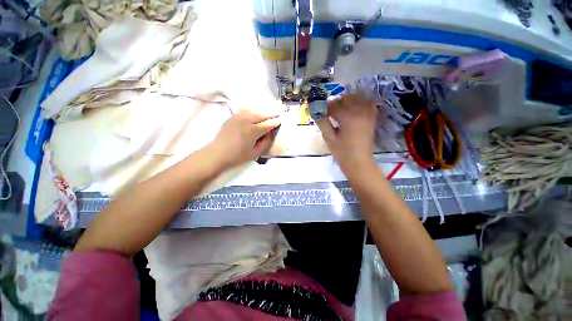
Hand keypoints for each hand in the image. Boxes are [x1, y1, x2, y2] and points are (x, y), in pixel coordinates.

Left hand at [208, 108, 280, 168]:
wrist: (218, 153)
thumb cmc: (238, 156)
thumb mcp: (255, 153)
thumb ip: (266, 142)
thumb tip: (271, 133)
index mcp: (253, 131)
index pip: (268, 123)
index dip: (276, 121)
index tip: (281, 119)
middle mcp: (247, 120)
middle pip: (262, 114)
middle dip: (271, 114)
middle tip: (278, 113)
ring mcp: (239, 117)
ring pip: (254, 110)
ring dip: (263, 111)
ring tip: (268, 113)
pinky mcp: (233, 116)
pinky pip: (245, 110)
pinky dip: (253, 110)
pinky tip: (255, 112)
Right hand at [316, 94, 377, 177]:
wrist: (359, 163)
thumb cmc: (342, 152)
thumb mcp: (329, 138)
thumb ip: (322, 122)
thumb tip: (316, 111)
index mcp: (348, 117)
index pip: (334, 106)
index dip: (325, 108)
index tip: (321, 113)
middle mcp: (360, 112)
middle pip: (346, 99)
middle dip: (336, 103)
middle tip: (329, 113)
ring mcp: (368, 114)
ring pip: (358, 98)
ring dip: (347, 101)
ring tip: (340, 111)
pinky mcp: (372, 118)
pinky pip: (368, 104)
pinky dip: (360, 103)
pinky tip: (353, 110)